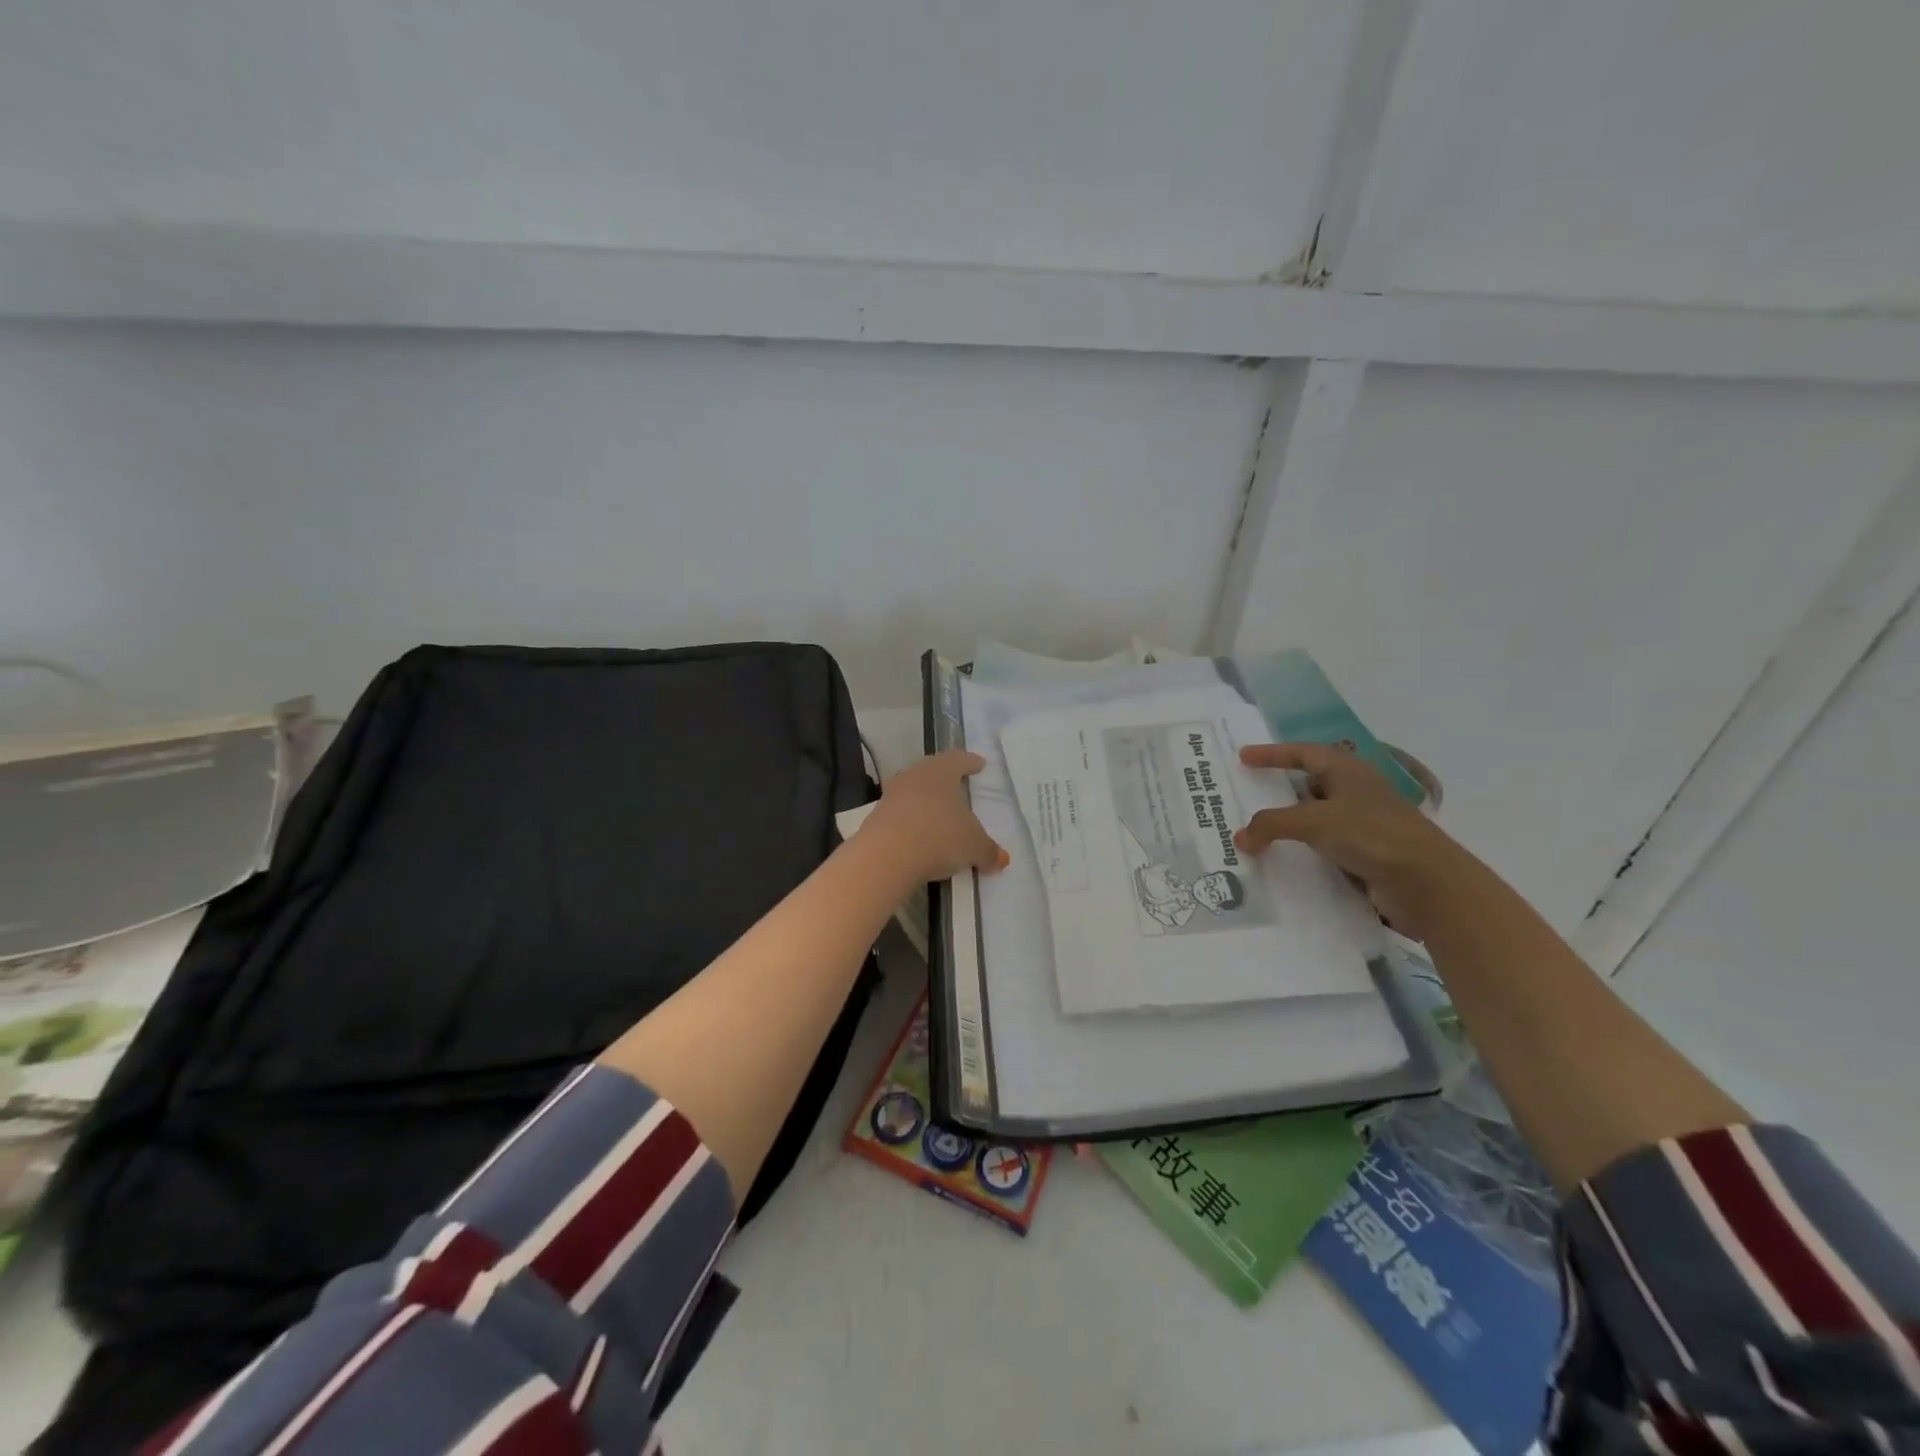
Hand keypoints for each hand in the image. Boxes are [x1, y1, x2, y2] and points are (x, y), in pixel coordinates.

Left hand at [860, 751, 1008, 883]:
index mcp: (940, 772)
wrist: (885, 857)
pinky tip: (920, 834)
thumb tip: (1001, 859)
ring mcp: (891, 796)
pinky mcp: (876, 818)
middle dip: (945, 777)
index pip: (958, 759)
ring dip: (926, 800)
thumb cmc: (939, 837)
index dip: (970, 762)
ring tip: (938, 811)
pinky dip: (912, 821)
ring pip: (912, 791)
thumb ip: (988, 851)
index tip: (979, 763)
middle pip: (931, 770)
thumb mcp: (973, 847)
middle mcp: (914, 776)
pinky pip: (900, 814)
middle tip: (957, 782)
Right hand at [1234, 743, 1478, 940]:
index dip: (1272, 754)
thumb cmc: (1371, 834)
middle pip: (1311, 782)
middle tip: (1250, 792)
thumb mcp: (1314, 822)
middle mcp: (1356, 791)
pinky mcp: (1367, 852)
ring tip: (1259, 829)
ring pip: (1317, 816)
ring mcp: (1363, 823)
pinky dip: (1304, 847)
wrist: (1427, 882)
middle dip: (1281, 787)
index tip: (1244, 757)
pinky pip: (1325, 844)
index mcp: (1347, 770)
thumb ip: (1272, 825)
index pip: (1303, 753)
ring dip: (1291, 821)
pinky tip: (1286, 857)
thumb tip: (1241, 838)